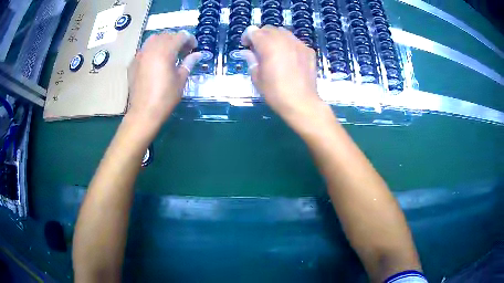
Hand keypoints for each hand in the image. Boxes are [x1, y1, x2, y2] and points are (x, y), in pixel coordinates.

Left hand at [127, 31, 201, 126]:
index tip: (194, 48)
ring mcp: (140, 54)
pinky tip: (156, 60)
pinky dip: (153, 49)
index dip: (190, 39)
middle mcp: (151, 48)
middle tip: (184, 51)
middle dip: (177, 39)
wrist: (143, 112)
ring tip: (169, 53)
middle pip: (167, 35)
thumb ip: (189, 63)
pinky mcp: (133, 62)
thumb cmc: (165, 98)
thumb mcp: (181, 80)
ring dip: (164, 41)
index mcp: (165, 51)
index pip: (180, 36)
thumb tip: (198, 54)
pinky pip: (145, 48)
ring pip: (154, 39)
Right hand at [240, 26, 329, 129]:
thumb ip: (251, 60)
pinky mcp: (309, 50)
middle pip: (269, 28)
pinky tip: (288, 58)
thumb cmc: (275, 92)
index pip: (253, 31)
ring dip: (275, 38)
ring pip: (283, 32)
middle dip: (261, 35)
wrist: (301, 102)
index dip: (247, 36)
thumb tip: (247, 52)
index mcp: (268, 45)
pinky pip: (295, 41)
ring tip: (274, 52)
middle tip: (259, 49)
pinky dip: (288, 45)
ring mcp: (298, 43)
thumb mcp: (257, 78)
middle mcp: (284, 39)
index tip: (246, 46)